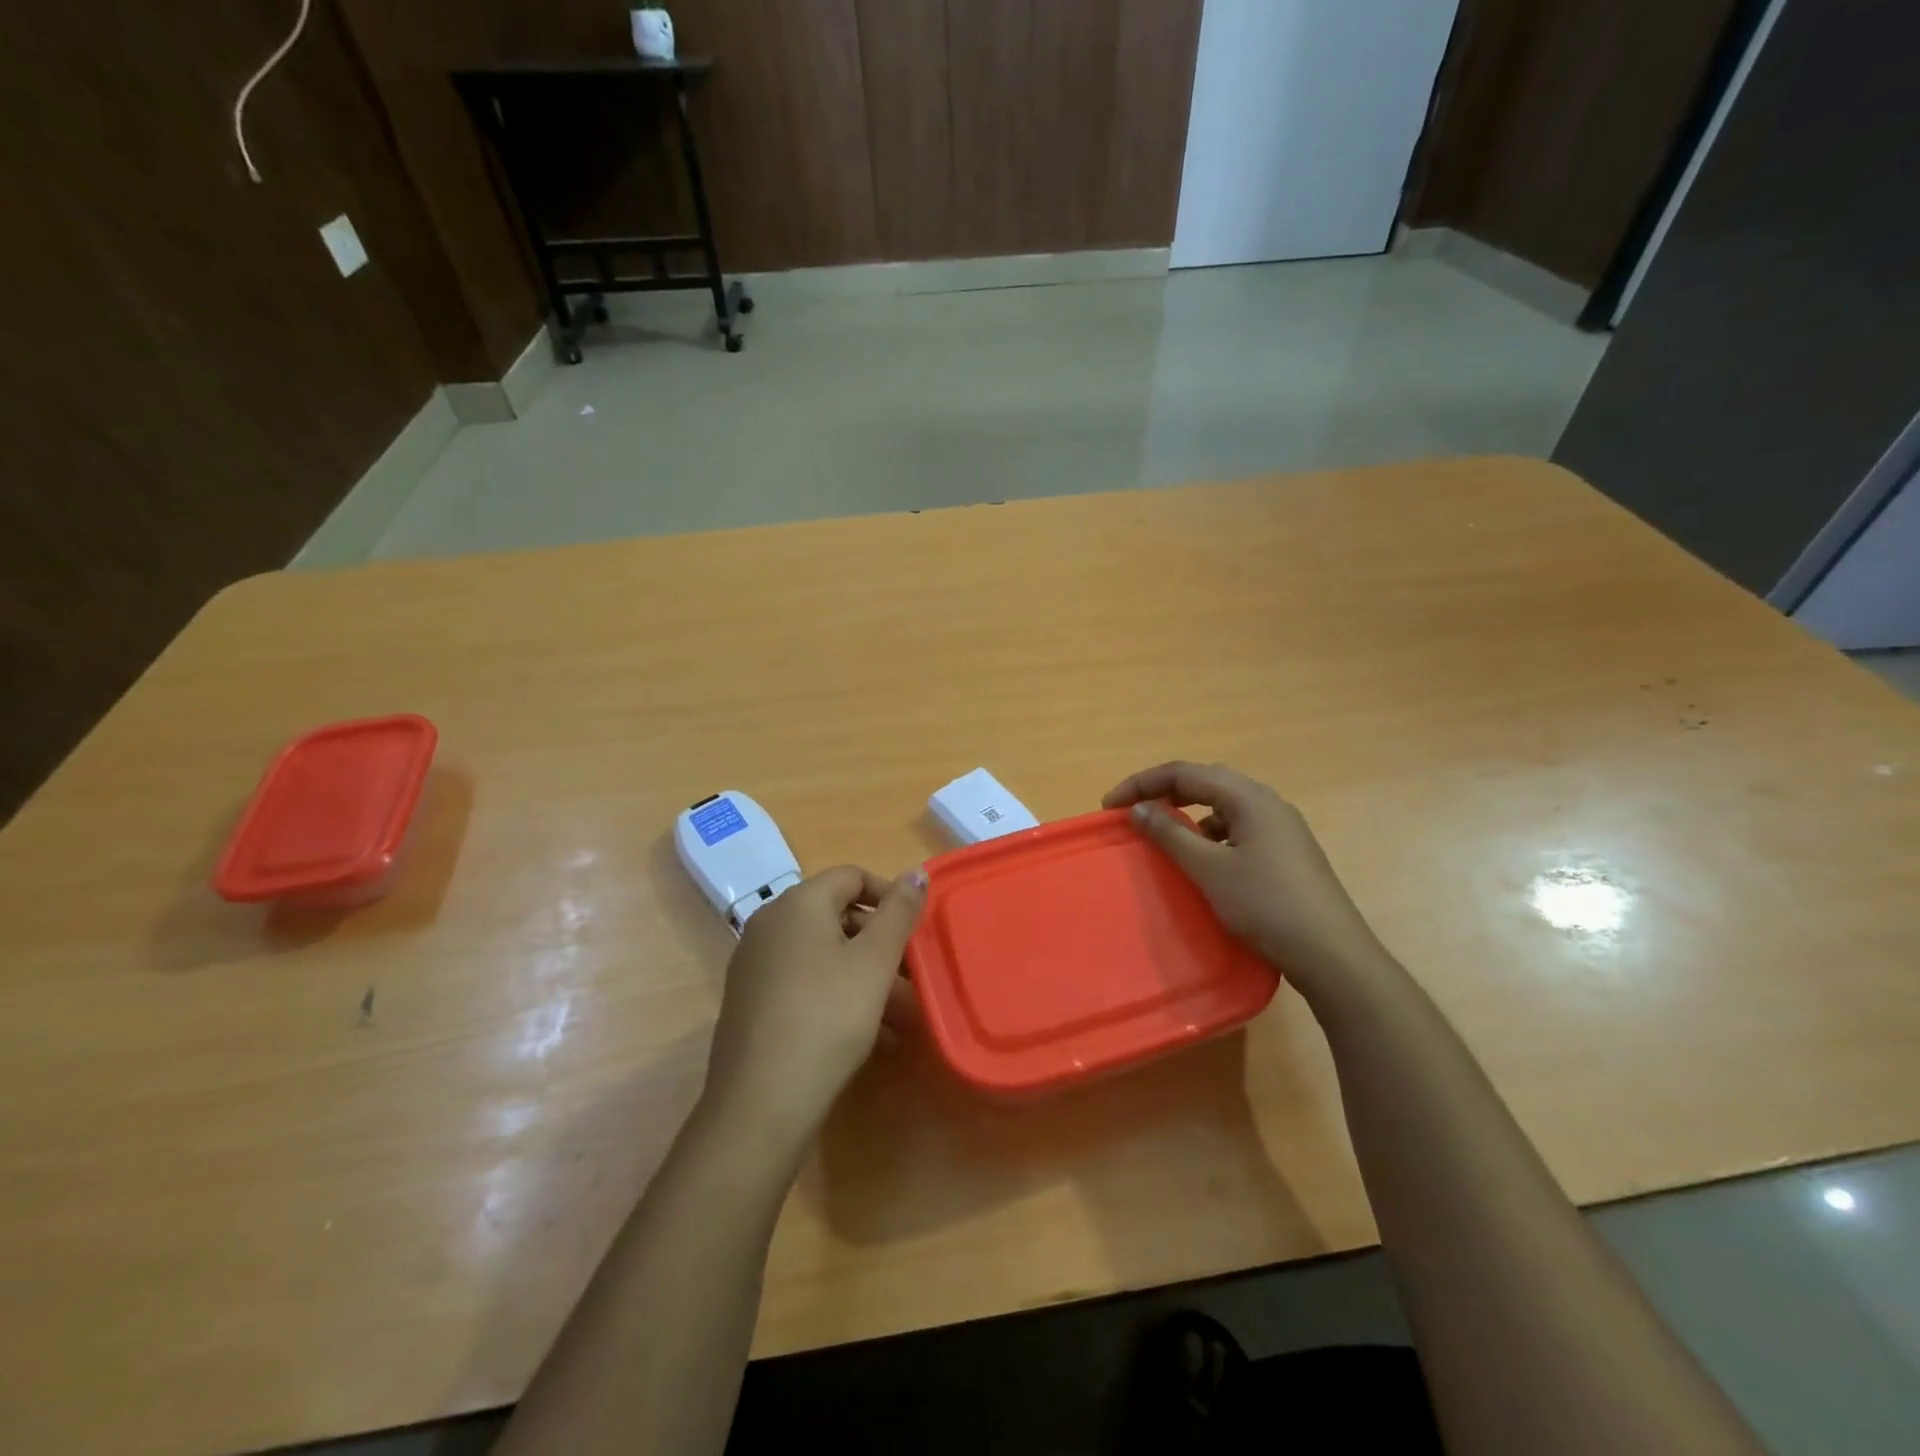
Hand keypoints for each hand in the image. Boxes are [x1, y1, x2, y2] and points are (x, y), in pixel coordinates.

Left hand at [703, 865, 925, 1150]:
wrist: (760, 1102)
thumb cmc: (826, 1017)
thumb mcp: (874, 962)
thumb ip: (898, 913)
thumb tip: (915, 873)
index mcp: (797, 904)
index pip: (851, 876)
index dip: (889, 896)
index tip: (915, 930)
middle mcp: (769, 925)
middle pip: (837, 917)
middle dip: (881, 945)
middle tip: (912, 979)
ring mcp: (755, 965)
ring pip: (823, 957)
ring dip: (865, 977)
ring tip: (900, 1017)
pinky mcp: (751, 1003)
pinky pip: (804, 984)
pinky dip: (838, 997)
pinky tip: (870, 1038)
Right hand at [1102, 762, 1391, 1004]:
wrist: (1332, 954)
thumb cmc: (1266, 905)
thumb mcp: (1209, 870)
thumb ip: (1170, 834)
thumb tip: (1138, 808)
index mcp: (1249, 797)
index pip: (1184, 773)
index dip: (1142, 783)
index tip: (1109, 806)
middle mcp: (1267, 802)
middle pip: (1206, 781)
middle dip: (1165, 791)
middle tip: (1133, 811)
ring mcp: (1282, 827)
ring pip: (1224, 804)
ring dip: (1189, 812)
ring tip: (1165, 833)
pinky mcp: (1287, 851)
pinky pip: (1239, 826)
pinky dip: (1212, 833)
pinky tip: (1205, 858)